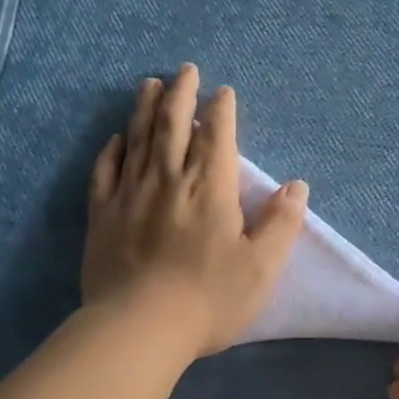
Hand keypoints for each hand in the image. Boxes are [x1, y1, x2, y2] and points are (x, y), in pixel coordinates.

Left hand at [83, 63, 307, 358]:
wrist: (139, 327)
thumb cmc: (209, 300)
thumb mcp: (261, 268)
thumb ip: (281, 224)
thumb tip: (296, 186)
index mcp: (209, 189)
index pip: (217, 136)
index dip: (221, 110)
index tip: (223, 92)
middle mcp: (168, 179)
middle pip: (173, 124)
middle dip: (181, 93)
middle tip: (185, 71)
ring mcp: (130, 194)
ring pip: (138, 138)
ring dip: (145, 108)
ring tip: (150, 84)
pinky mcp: (102, 214)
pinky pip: (106, 170)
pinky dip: (113, 148)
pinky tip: (117, 137)